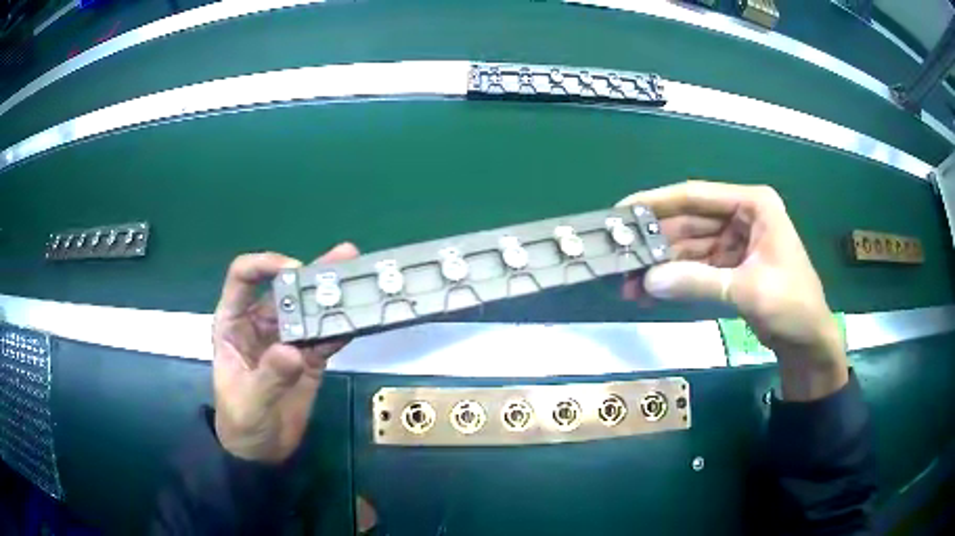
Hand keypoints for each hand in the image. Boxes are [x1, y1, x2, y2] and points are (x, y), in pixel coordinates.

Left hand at [212, 243, 358, 462]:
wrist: (261, 453)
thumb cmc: (242, 424)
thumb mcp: (249, 402)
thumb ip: (268, 376)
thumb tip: (293, 350)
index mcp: (234, 324)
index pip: (243, 279)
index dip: (265, 265)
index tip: (293, 269)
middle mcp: (260, 324)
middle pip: (284, 289)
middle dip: (312, 273)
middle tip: (345, 257)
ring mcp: (286, 341)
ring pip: (309, 310)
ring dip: (332, 296)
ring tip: (359, 277)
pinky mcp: (308, 359)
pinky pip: (325, 338)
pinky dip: (341, 329)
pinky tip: (359, 319)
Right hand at [617, 181, 846, 400]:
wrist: (808, 342)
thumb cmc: (791, 305)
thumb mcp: (747, 290)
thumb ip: (699, 282)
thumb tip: (648, 280)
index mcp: (753, 205)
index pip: (697, 196)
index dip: (657, 202)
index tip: (622, 211)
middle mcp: (742, 217)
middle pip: (689, 222)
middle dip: (656, 241)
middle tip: (620, 256)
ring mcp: (735, 242)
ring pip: (689, 247)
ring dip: (662, 264)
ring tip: (629, 283)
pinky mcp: (731, 266)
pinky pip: (696, 267)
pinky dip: (675, 279)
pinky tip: (650, 292)